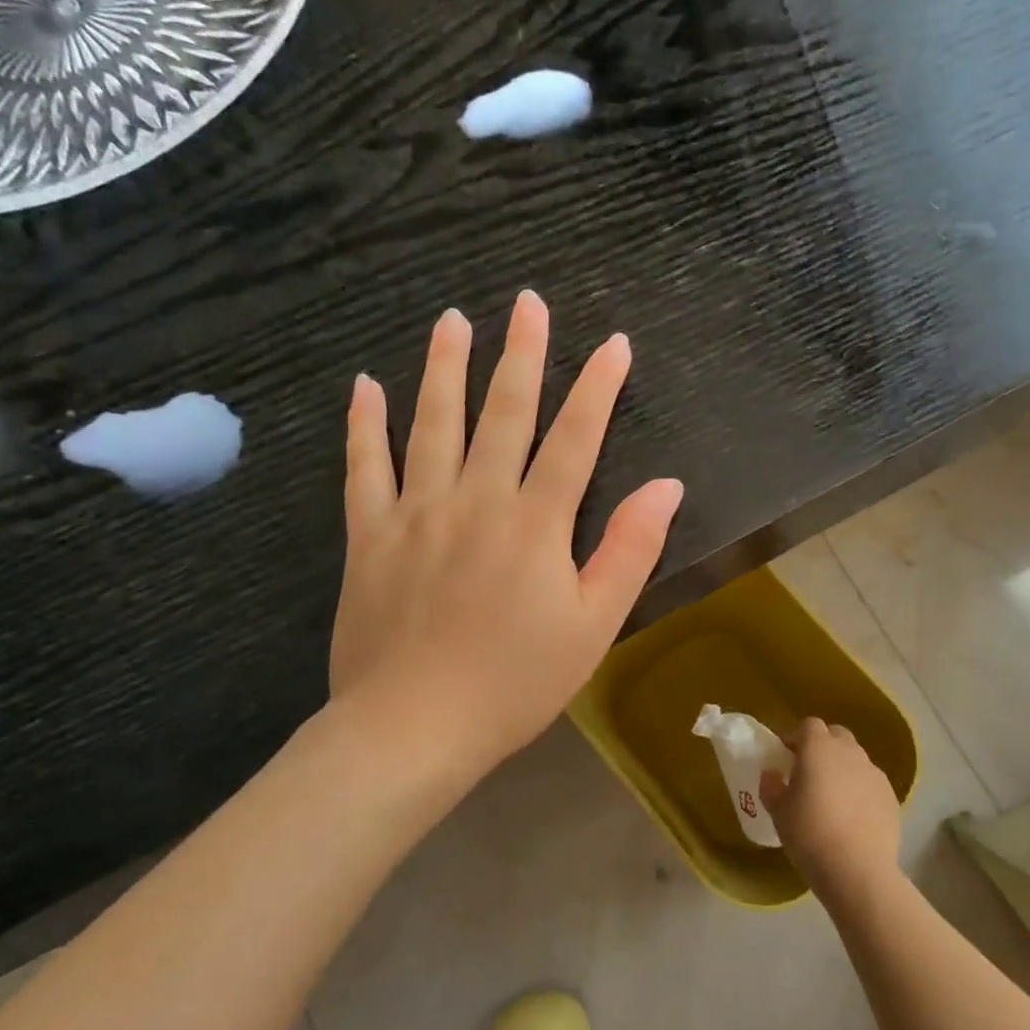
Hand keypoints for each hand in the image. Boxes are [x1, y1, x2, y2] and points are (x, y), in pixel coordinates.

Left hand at [329, 291, 683, 780]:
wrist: (414, 727)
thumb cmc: (515, 683)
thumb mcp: (593, 626)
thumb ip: (629, 551)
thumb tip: (665, 485)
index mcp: (535, 525)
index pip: (575, 440)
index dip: (597, 389)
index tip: (612, 343)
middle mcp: (476, 501)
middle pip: (503, 415)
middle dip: (521, 356)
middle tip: (527, 302)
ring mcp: (416, 513)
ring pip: (431, 425)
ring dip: (444, 370)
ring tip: (452, 321)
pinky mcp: (368, 536)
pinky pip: (363, 468)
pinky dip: (363, 425)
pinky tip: (364, 385)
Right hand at [761, 718, 901, 891]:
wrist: (857, 869)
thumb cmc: (809, 834)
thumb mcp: (778, 812)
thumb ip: (771, 786)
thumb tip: (772, 774)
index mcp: (818, 748)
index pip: (809, 725)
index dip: (796, 737)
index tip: (786, 756)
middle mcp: (849, 752)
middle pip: (836, 735)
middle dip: (822, 747)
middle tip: (809, 773)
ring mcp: (874, 773)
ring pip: (856, 759)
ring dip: (843, 768)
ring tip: (832, 798)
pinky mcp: (891, 796)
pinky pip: (871, 783)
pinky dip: (860, 790)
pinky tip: (852, 817)